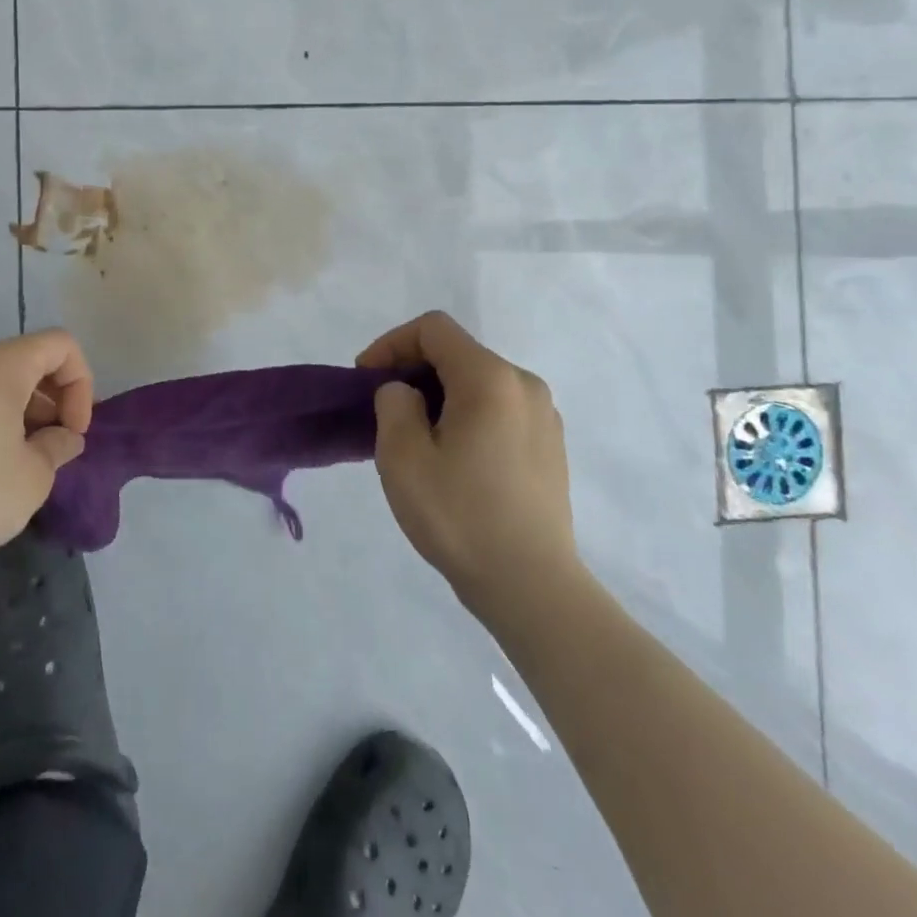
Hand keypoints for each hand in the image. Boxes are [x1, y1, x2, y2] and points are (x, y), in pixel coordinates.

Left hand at [0, 330, 94, 577]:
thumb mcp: (35, 474)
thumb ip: (58, 445)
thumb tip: (62, 438)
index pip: (60, 345)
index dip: (80, 384)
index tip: (74, 431)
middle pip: (26, 359)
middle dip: (52, 397)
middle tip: (55, 445)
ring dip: (21, 409)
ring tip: (23, 460)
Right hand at [357, 310, 579, 600]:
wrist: (531, 586)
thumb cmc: (460, 517)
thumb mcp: (403, 457)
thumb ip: (394, 404)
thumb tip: (406, 393)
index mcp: (490, 379)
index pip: (434, 329)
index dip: (391, 344)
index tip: (366, 379)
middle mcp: (524, 385)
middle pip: (458, 354)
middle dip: (413, 371)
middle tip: (384, 411)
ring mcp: (544, 416)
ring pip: (478, 383)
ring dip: (438, 396)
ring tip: (414, 439)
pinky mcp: (549, 446)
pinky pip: (499, 410)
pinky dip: (466, 416)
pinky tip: (452, 460)